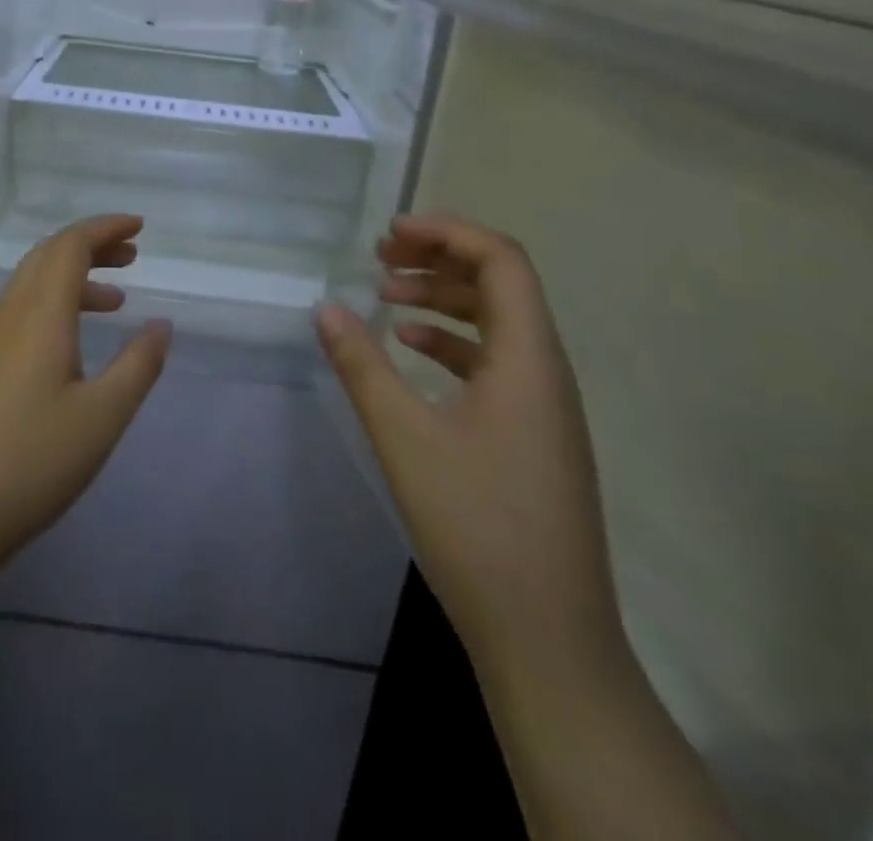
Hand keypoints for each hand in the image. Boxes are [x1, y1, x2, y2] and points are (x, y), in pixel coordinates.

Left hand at [0, 214, 170, 588]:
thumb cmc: (32, 464)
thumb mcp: (102, 417)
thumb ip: (137, 365)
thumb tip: (161, 324)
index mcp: (39, 317)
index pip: (70, 246)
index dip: (105, 228)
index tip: (139, 227)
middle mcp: (8, 317)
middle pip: (47, 257)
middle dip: (90, 246)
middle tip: (131, 256)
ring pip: (29, 287)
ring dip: (71, 279)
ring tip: (113, 303)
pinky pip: (16, 315)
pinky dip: (51, 308)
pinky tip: (67, 348)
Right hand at [314, 214, 621, 668]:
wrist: (548, 641)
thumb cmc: (477, 527)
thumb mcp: (405, 439)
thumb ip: (362, 365)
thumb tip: (325, 306)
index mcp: (529, 359)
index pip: (501, 260)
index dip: (447, 232)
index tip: (390, 233)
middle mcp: (546, 370)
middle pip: (500, 284)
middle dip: (439, 259)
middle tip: (380, 257)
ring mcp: (544, 405)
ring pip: (496, 323)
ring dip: (443, 298)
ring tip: (386, 295)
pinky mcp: (533, 434)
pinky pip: (494, 362)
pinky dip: (452, 341)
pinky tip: (411, 348)